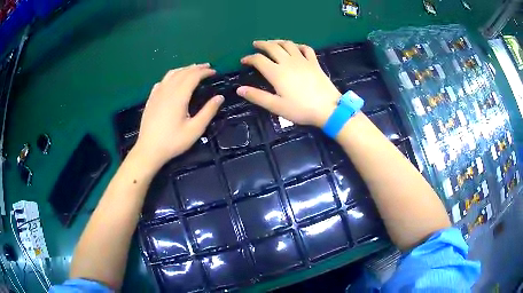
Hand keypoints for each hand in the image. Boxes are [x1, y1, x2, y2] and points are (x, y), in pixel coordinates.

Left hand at [132, 64, 223, 169]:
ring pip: (171, 74)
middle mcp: (167, 90)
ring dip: (184, 69)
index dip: (205, 72)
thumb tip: (220, 97)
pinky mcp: (151, 99)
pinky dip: (171, 76)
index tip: (214, 72)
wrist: (148, 150)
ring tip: (193, 70)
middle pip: (183, 72)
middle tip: (207, 67)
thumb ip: (208, 111)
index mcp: (179, 96)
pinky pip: (162, 81)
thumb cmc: (173, 141)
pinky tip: (173, 80)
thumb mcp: (195, 130)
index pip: (193, 76)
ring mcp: (157, 93)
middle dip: (196, 68)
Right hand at [237, 40, 340, 127]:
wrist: (328, 109)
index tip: (243, 61)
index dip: (249, 58)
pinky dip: (298, 46)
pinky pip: (306, 49)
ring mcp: (303, 60)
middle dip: (262, 44)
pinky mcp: (314, 63)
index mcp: (276, 72)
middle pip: (272, 47)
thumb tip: (239, 90)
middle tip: (256, 44)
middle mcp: (288, 62)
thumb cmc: (301, 109)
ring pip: (288, 44)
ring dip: (278, 41)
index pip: (259, 59)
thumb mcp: (276, 106)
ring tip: (273, 43)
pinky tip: (296, 48)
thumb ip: (257, 96)